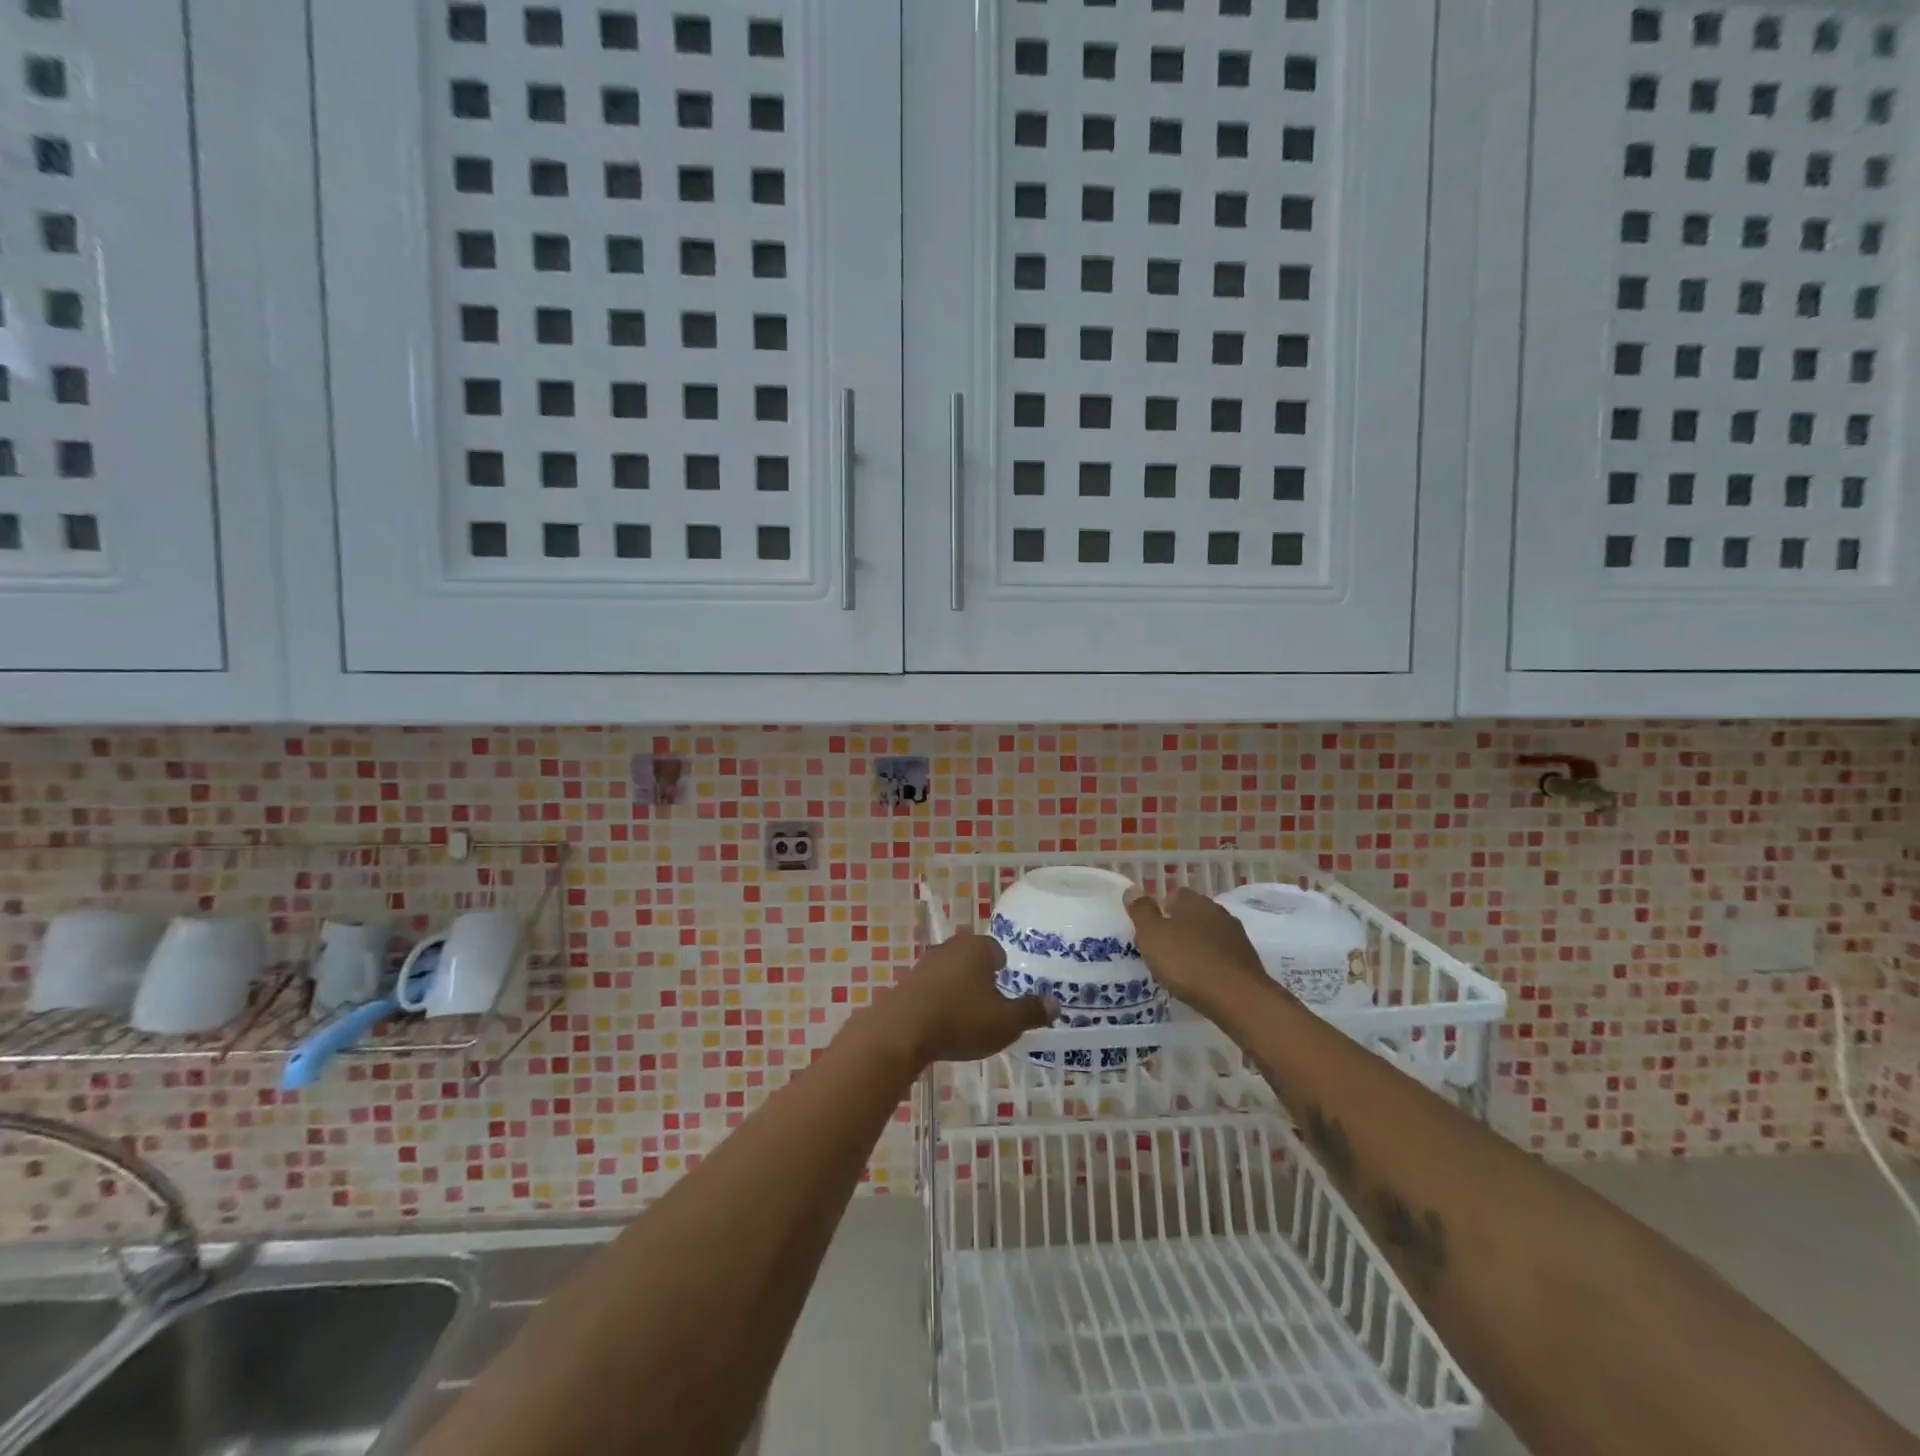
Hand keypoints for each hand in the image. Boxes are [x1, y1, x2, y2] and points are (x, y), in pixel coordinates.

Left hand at [869, 929, 1055, 1067]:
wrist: (902, 1031)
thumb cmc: (961, 1020)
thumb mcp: (1005, 1022)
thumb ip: (1031, 1011)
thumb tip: (1056, 1003)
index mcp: (978, 948)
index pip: (997, 950)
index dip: (1004, 970)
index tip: (1007, 991)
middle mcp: (952, 946)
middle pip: (973, 958)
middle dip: (981, 977)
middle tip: (991, 1004)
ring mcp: (926, 962)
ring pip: (952, 971)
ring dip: (959, 988)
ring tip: (967, 1016)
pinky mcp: (908, 981)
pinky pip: (933, 987)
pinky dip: (940, 999)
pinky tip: (942, 1021)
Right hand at [1127, 886, 1271, 1017]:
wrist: (1238, 997)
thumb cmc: (1187, 962)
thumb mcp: (1152, 935)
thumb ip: (1141, 911)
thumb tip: (1133, 889)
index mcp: (1192, 901)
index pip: (1174, 894)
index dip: (1161, 909)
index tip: (1151, 929)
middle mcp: (1216, 911)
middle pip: (1193, 913)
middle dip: (1180, 926)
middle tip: (1164, 948)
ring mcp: (1236, 935)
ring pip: (1209, 933)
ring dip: (1197, 944)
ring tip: (1182, 966)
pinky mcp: (1247, 959)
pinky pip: (1222, 954)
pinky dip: (1211, 962)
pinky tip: (1203, 978)